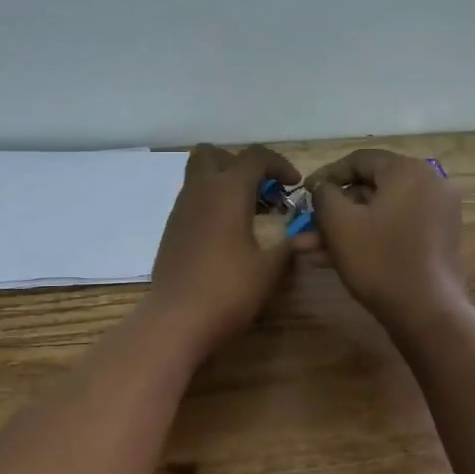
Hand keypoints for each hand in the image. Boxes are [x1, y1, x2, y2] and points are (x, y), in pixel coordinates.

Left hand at [146, 144, 302, 351]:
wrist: (177, 319)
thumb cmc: (228, 289)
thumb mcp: (269, 268)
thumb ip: (288, 245)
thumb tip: (303, 237)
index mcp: (227, 190)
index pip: (255, 157)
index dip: (279, 164)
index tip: (294, 186)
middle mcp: (200, 190)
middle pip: (214, 154)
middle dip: (240, 164)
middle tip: (260, 191)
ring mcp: (180, 209)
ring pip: (199, 177)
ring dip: (223, 184)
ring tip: (248, 214)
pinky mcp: (171, 229)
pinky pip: (192, 201)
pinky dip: (210, 204)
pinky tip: (226, 235)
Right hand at [307, 149, 464, 329]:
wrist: (427, 312)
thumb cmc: (379, 260)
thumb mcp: (339, 223)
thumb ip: (324, 194)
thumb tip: (323, 187)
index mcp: (408, 171)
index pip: (359, 160)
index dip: (326, 174)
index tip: (304, 194)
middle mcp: (429, 184)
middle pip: (369, 188)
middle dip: (333, 211)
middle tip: (304, 227)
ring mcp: (437, 213)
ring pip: (378, 213)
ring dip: (344, 229)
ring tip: (309, 250)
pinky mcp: (437, 240)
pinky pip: (395, 228)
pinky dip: (367, 238)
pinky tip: (333, 260)